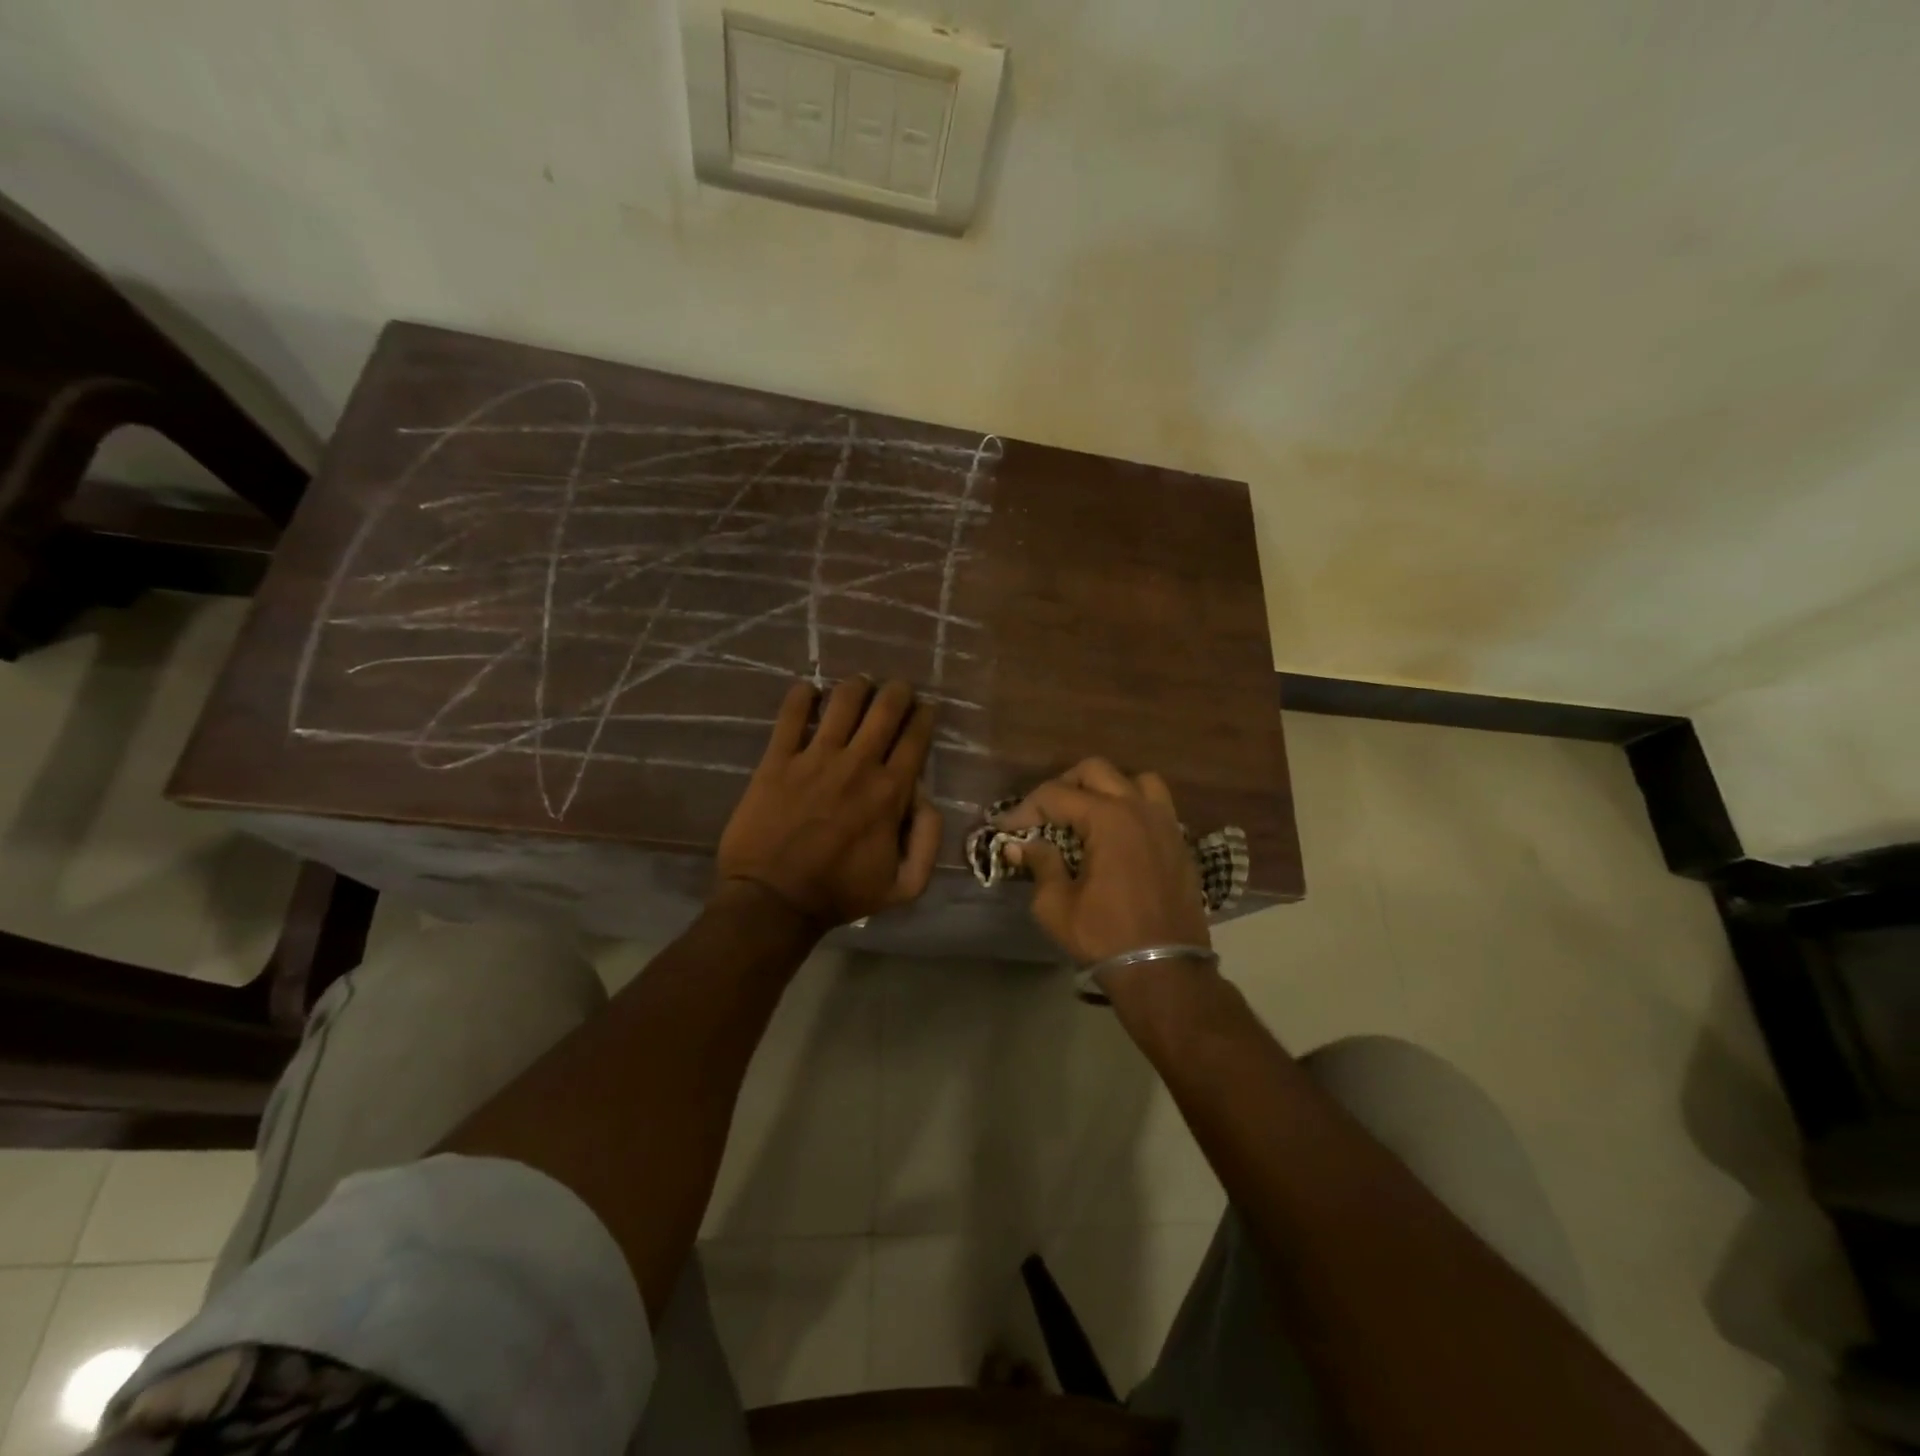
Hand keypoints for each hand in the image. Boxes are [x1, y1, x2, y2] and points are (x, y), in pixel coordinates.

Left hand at [716, 677, 941, 927]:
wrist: (773, 900)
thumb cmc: (840, 893)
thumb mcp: (904, 886)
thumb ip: (928, 841)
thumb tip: (927, 797)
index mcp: (891, 791)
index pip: (915, 737)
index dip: (924, 715)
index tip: (924, 709)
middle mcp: (858, 763)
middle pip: (885, 708)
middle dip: (897, 691)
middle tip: (897, 690)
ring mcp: (815, 757)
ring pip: (844, 700)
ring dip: (857, 686)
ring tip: (859, 686)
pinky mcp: (778, 759)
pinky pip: (791, 714)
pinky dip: (803, 695)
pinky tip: (809, 691)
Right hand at [996, 758, 1210, 963]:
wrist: (1165, 971)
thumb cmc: (1105, 937)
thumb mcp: (1056, 905)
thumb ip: (1040, 864)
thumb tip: (1021, 844)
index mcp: (1109, 819)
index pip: (1056, 795)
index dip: (1025, 809)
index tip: (1005, 828)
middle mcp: (1140, 809)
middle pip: (1096, 771)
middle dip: (1063, 786)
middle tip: (1043, 814)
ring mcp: (1166, 823)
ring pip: (1135, 780)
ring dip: (1106, 788)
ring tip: (1086, 814)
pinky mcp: (1179, 842)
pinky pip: (1156, 806)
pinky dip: (1132, 807)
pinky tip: (1116, 835)